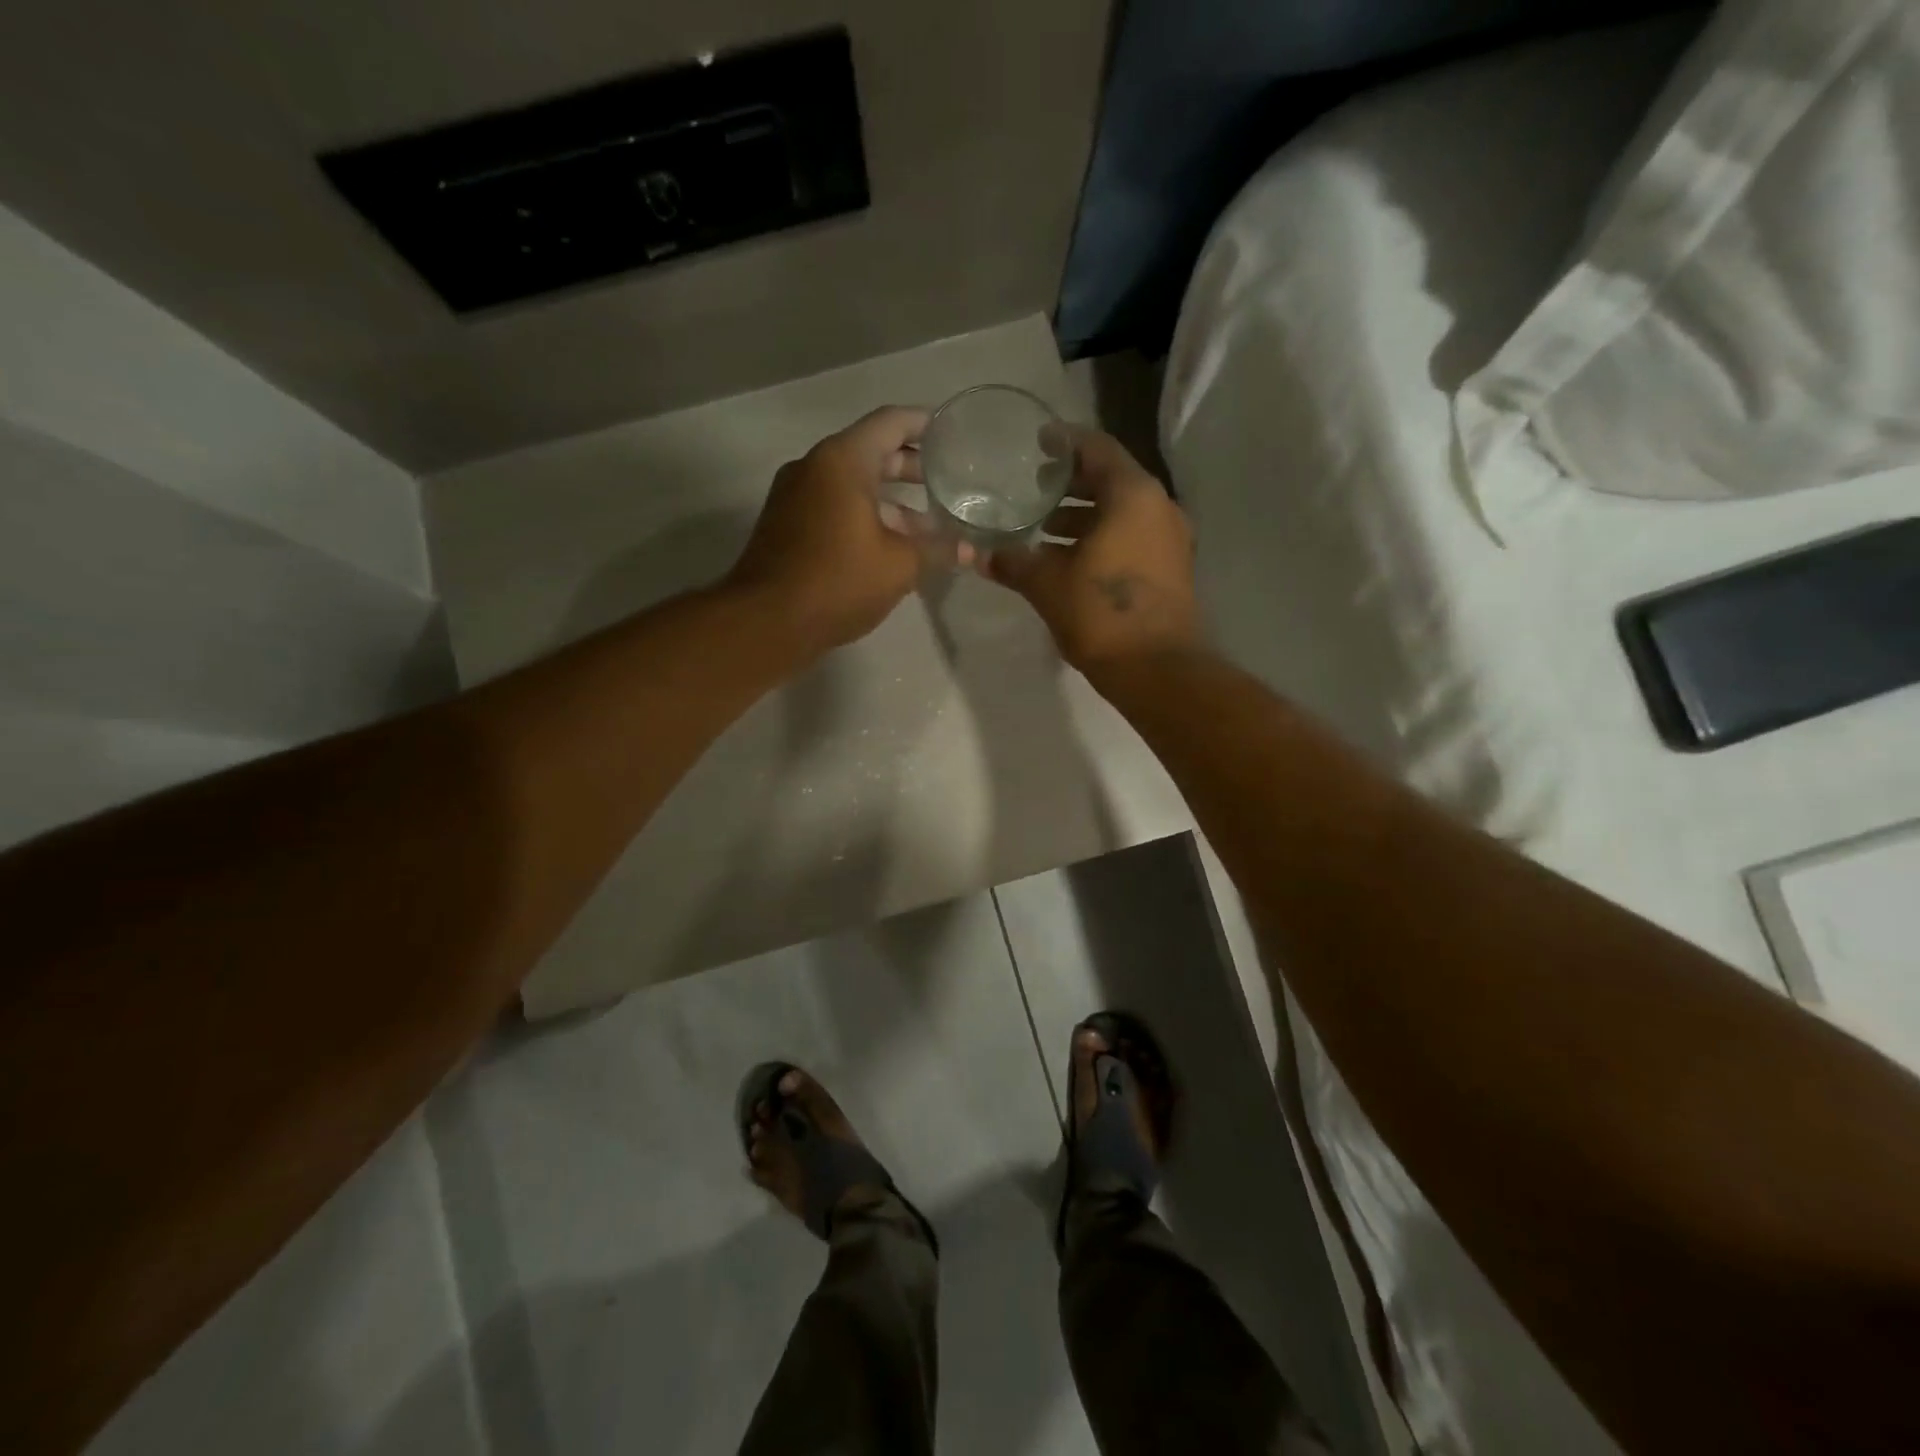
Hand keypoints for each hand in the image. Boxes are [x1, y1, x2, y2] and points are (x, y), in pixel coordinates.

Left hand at [726, 407, 933, 654]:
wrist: (766, 622)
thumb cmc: (838, 581)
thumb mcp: (900, 565)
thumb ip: (938, 550)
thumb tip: (971, 550)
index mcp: (842, 461)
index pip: (890, 423)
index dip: (924, 424)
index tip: (952, 434)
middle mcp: (814, 467)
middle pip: (870, 452)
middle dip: (910, 467)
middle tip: (947, 480)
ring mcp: (795, 497)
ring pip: (852, 485)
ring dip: (890, 501)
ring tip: (929, 524)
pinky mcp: (787, 526)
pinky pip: (834, 507)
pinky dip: (865, 516)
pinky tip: (892, 546)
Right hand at [984, 428, 1198, 674]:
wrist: (1157, 669)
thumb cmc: (1100, 613)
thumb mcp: (1046, 584)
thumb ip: (1013, 563)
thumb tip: (978, 556)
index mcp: (1132, 495)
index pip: (1096, 448)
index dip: (1064, 442)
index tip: (1037, 443)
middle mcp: (1158, 507)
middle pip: (1110, 479)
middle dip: (1070, 483)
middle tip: (1033, 487)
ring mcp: (1170, 538)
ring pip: (1122, 511)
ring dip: (1084, 515)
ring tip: (1044, 527)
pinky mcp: (1171, 568)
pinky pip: (1132, 536)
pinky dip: (1102, 537)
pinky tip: (1069, 558)